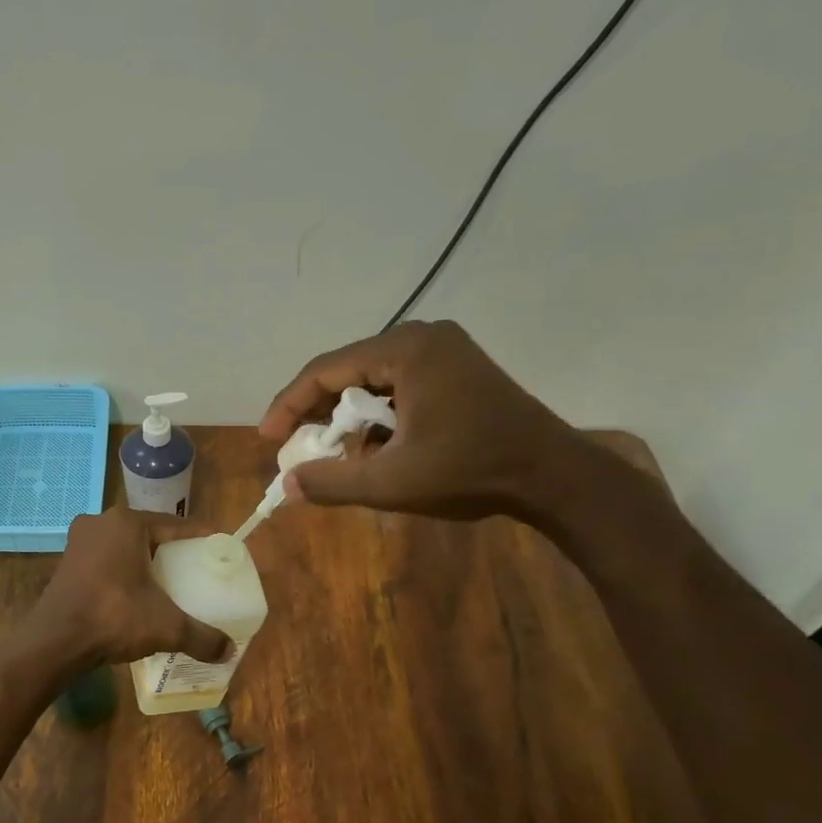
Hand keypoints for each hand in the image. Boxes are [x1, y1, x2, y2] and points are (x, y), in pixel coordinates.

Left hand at [22, 507, 232, 669]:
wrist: (55, 641)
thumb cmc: (113, 618)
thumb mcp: (166, 626)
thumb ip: (201, 636)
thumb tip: (229, 651)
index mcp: (128, 523)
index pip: (176, 525)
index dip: (200, 539)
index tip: (219, 551)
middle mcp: (102, 522)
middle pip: (150, 534)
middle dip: (173, 552)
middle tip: (197, 572)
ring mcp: (80, 541)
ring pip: (126, 547)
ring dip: (145, 562)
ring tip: (169, 583)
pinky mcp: (67, 561)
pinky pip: (106, 560)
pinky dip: (124, 572)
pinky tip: (137, 593)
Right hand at [260, 320, 575, 520]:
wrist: (553, 475)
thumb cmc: (471, 472)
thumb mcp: (392, 482)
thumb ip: (332, 482)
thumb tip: (287, 485)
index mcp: (404, 351)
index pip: (325, 370)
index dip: (289, 405)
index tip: (268, 440)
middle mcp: (421, 337)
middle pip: (347, 372)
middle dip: (319, 413)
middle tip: (299, 448)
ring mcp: (443, 349)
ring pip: (372, 381)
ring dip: (349, 417)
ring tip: (336, 454)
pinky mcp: (456, 367)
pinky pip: (398, 386)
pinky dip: (378, 416)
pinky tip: (377, 447)